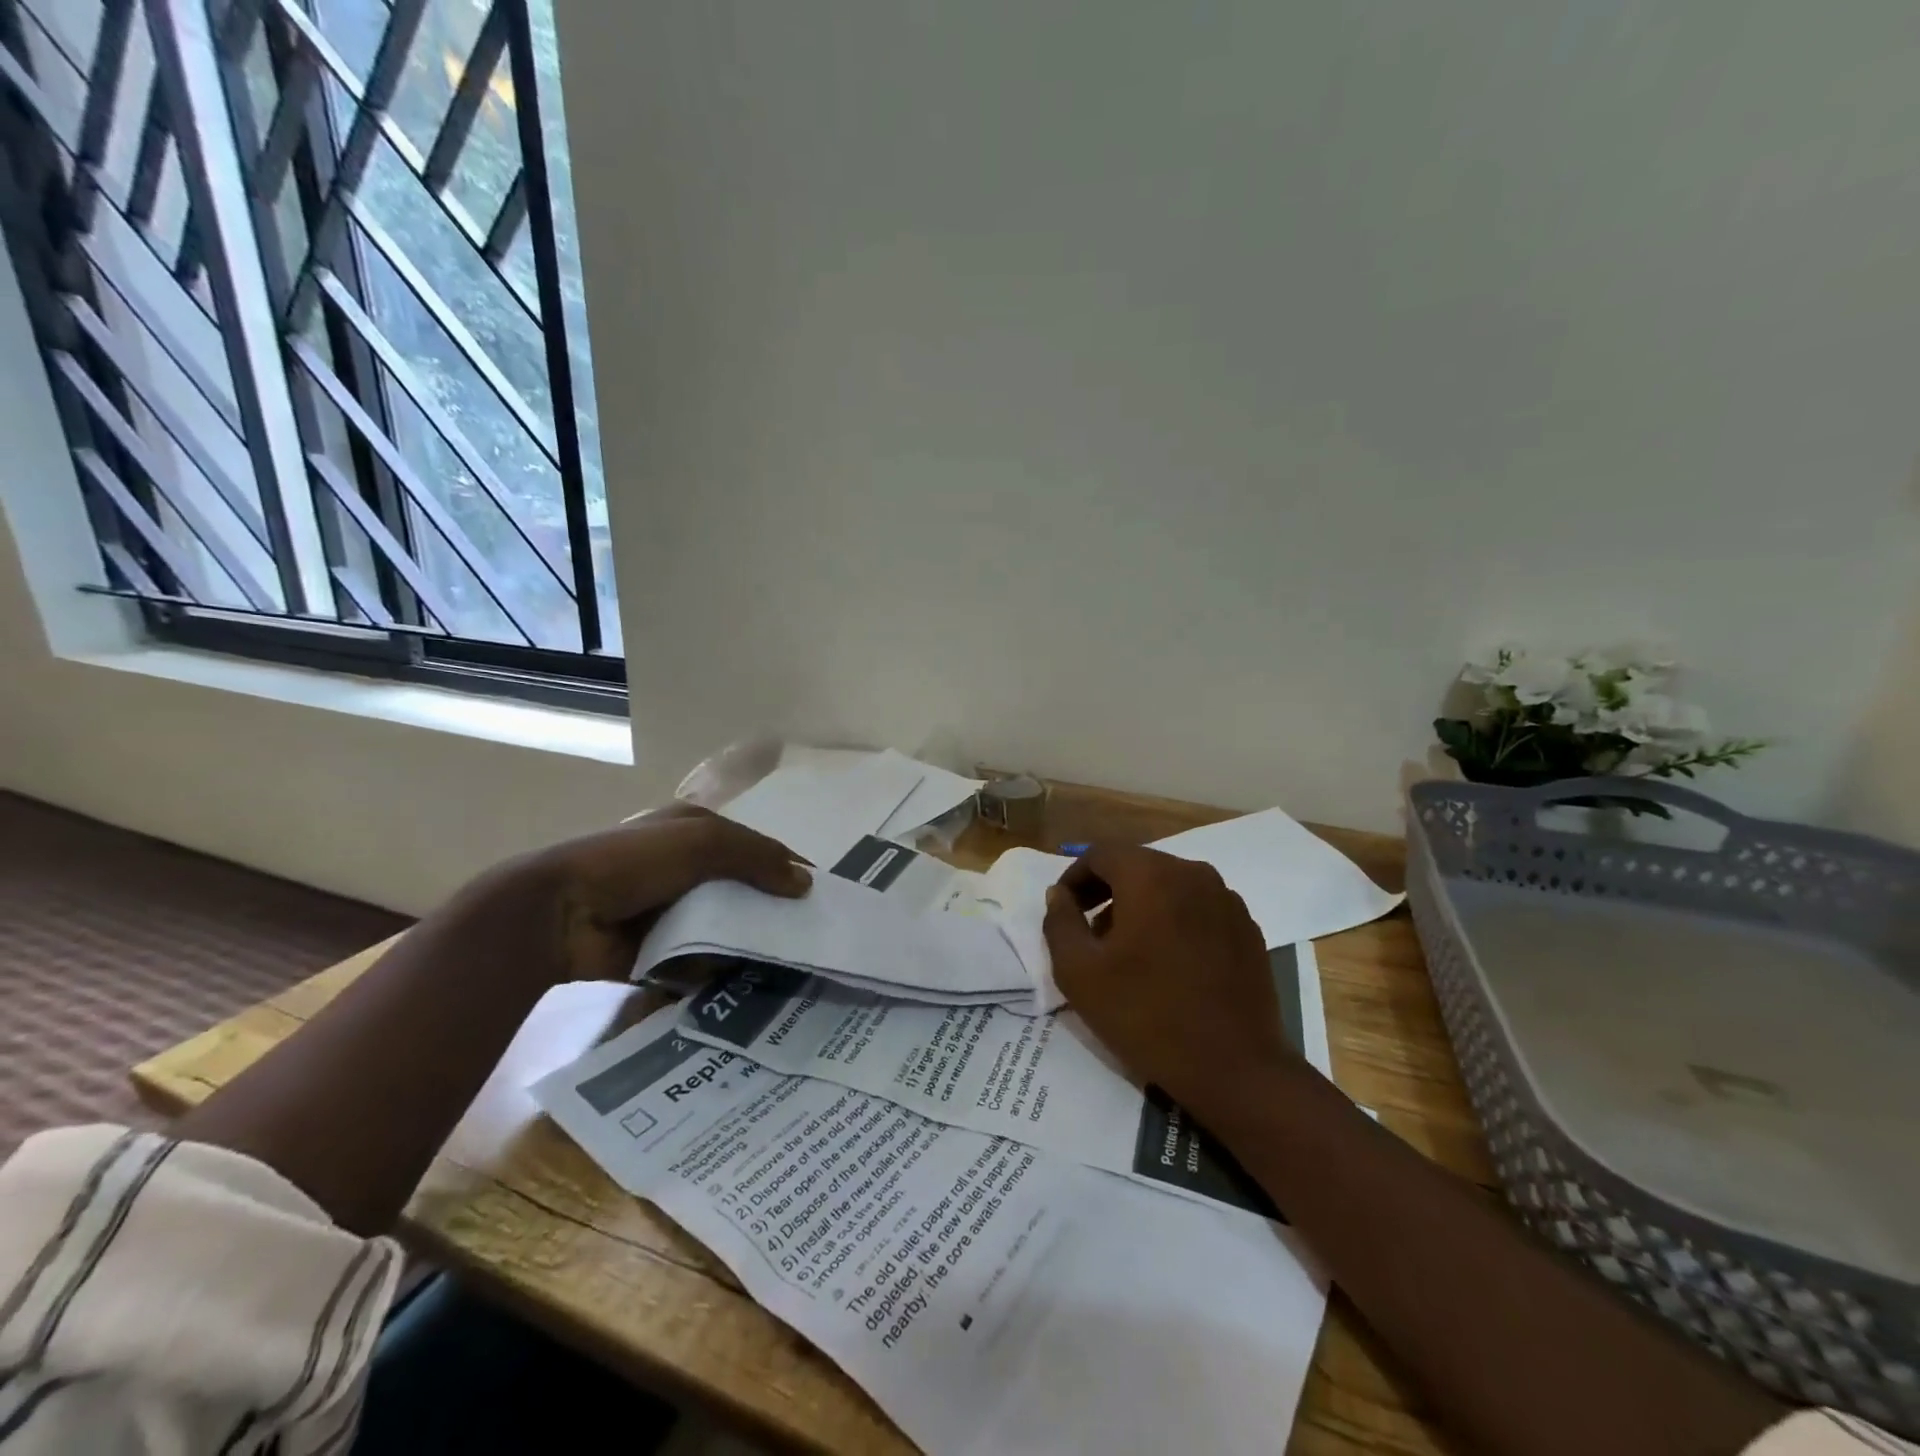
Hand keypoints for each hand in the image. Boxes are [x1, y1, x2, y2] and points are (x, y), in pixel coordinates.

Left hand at [478, 802, 810, 985]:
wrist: (560, 914)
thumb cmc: (636, 862)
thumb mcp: (704, 842)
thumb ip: (757, 858)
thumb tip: (806, 883)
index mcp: (694, 831)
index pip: (755, 847)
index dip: (787, 867)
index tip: (820, 896)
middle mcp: (685, 869)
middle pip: (742, 890)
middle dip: (771, 911)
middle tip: (808, 938)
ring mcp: (669, 912)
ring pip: (724, 928)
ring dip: (747, 944)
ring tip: (786, 968)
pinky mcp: (657, 951)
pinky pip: (700, 961)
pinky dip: (718, 971)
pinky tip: (745, 984)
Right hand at [1042, 844, 1293, 1125]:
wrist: (1235, 1069)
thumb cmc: (1147, 1016)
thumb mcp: (1079, 973)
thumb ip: (1060, 923)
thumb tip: (1059, 895)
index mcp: (1151, 876)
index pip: (1100, 855)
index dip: (1074, 878)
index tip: (1064, 912)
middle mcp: (1193, 873)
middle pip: (1136, 866)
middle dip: (1106, 892)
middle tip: (1089, 933)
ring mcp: (1226, 899)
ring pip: (1169, 886)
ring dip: (1140, 906)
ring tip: (1128, 952)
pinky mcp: (1247, 928)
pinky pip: (1198, 908)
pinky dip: (1174, 921)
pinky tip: (1169, 964)